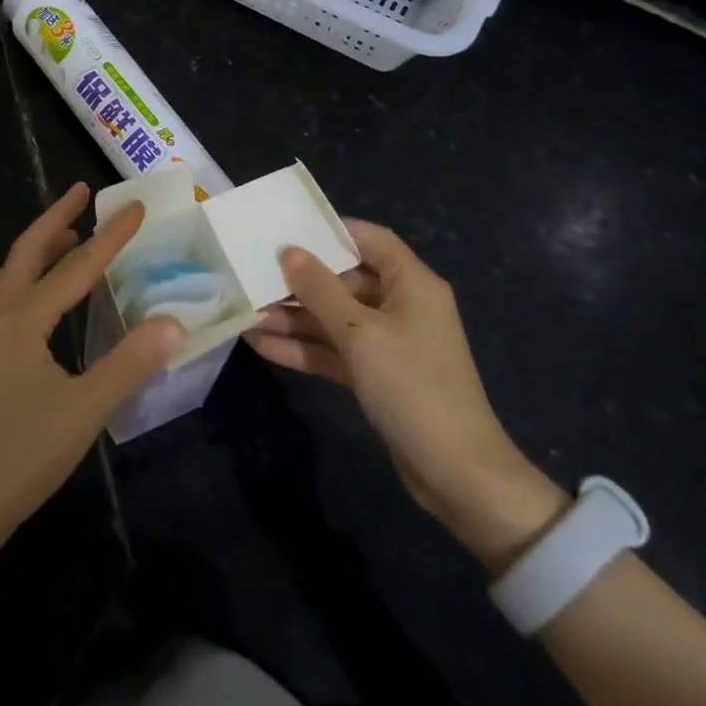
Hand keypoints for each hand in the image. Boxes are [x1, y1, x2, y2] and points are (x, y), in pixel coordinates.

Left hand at [0, 183, 182, 547]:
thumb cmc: (21, 454)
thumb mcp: (85, 410)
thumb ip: (130, 363)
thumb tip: (173, 322)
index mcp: (23, 320)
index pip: (76, 267)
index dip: (110, 237)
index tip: (137, 207)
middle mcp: (0, 318)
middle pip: (27, 251)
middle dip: (56, 218)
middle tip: (82, 192)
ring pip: (13, 274)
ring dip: (41, 246)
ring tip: (68, 234)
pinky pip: (10, 298)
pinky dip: (32, 277)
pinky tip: (49, 299)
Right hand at [246, 219, 566, 569]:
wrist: (458, 475)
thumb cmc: (413, 388)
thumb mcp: (361, 334)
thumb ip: (321, 290)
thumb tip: (289, 251)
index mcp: (411, 283)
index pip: (370, 239)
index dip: (330, 231)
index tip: (287, 230)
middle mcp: (402, 305)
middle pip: (345, 280)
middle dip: (301, 282)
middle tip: (254, 276)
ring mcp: (390, 342)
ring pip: (335, 318)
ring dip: (295, 318)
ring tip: (248, 315)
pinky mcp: (378, 375)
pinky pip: (336, 350)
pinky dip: (305, 348)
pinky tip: (263, 345)